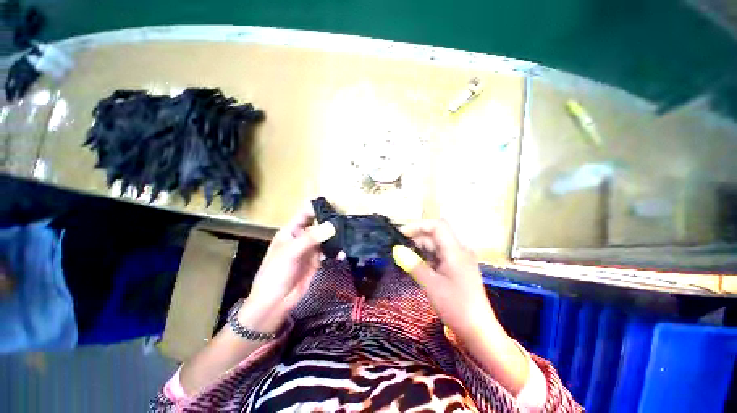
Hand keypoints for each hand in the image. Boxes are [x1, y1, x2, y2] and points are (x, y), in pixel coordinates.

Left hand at [241, 205, 335, 332]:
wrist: (274, 303)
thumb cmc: (276, 273)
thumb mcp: (291, 252)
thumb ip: (311, 238)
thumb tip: (332, 225)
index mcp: (291, 231)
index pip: (306, 213)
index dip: (318, 207)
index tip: (335, 204)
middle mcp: (302, 237)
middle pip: (318, 224)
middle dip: (331, 222)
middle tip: (347, 220)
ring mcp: (310, 250)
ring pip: (325, 238)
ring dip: (335, 237)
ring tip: (349, 234)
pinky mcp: (317, 261)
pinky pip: (328, 252)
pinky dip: (336, 251)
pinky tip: (342, 253)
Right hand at [393, 220, 495, 337]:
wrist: (479, 332)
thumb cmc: (456, 307)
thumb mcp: (431, 285)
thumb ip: (413, 265)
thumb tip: (396, 250)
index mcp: (456, 251)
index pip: (437, 226)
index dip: (418, 226)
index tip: (401, 234)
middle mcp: (459, 251)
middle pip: (435, 235)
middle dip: (416, 239)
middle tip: (399, 250)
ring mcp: (459, 260)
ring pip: (436, 246)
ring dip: (420, 250)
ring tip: (405, 258)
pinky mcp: (457, 269)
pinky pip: (439, 257)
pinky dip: (427, 258)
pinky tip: (417, 266)